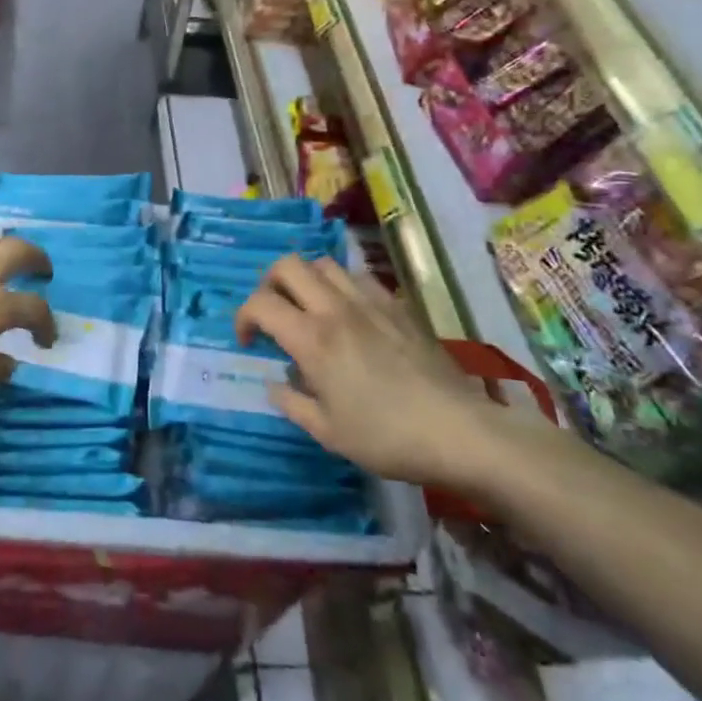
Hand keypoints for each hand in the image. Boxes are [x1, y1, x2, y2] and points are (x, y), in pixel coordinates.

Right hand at [236, 256, 501, 487]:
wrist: (458, 431)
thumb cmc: (386, 437)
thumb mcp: (328, 432)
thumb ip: (292, 403)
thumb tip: (274, 385)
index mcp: (312, 339)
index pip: (260, 303)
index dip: (243, 317)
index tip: (248, 341)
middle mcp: (336, 309)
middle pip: (288, 265)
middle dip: (269, 284)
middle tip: (273, 312)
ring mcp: (370, 302)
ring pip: (324, 263)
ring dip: (306, 279)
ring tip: (309, 307)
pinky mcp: (398, 306)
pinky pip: (359, 277)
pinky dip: (342, 286)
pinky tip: (350, 313)